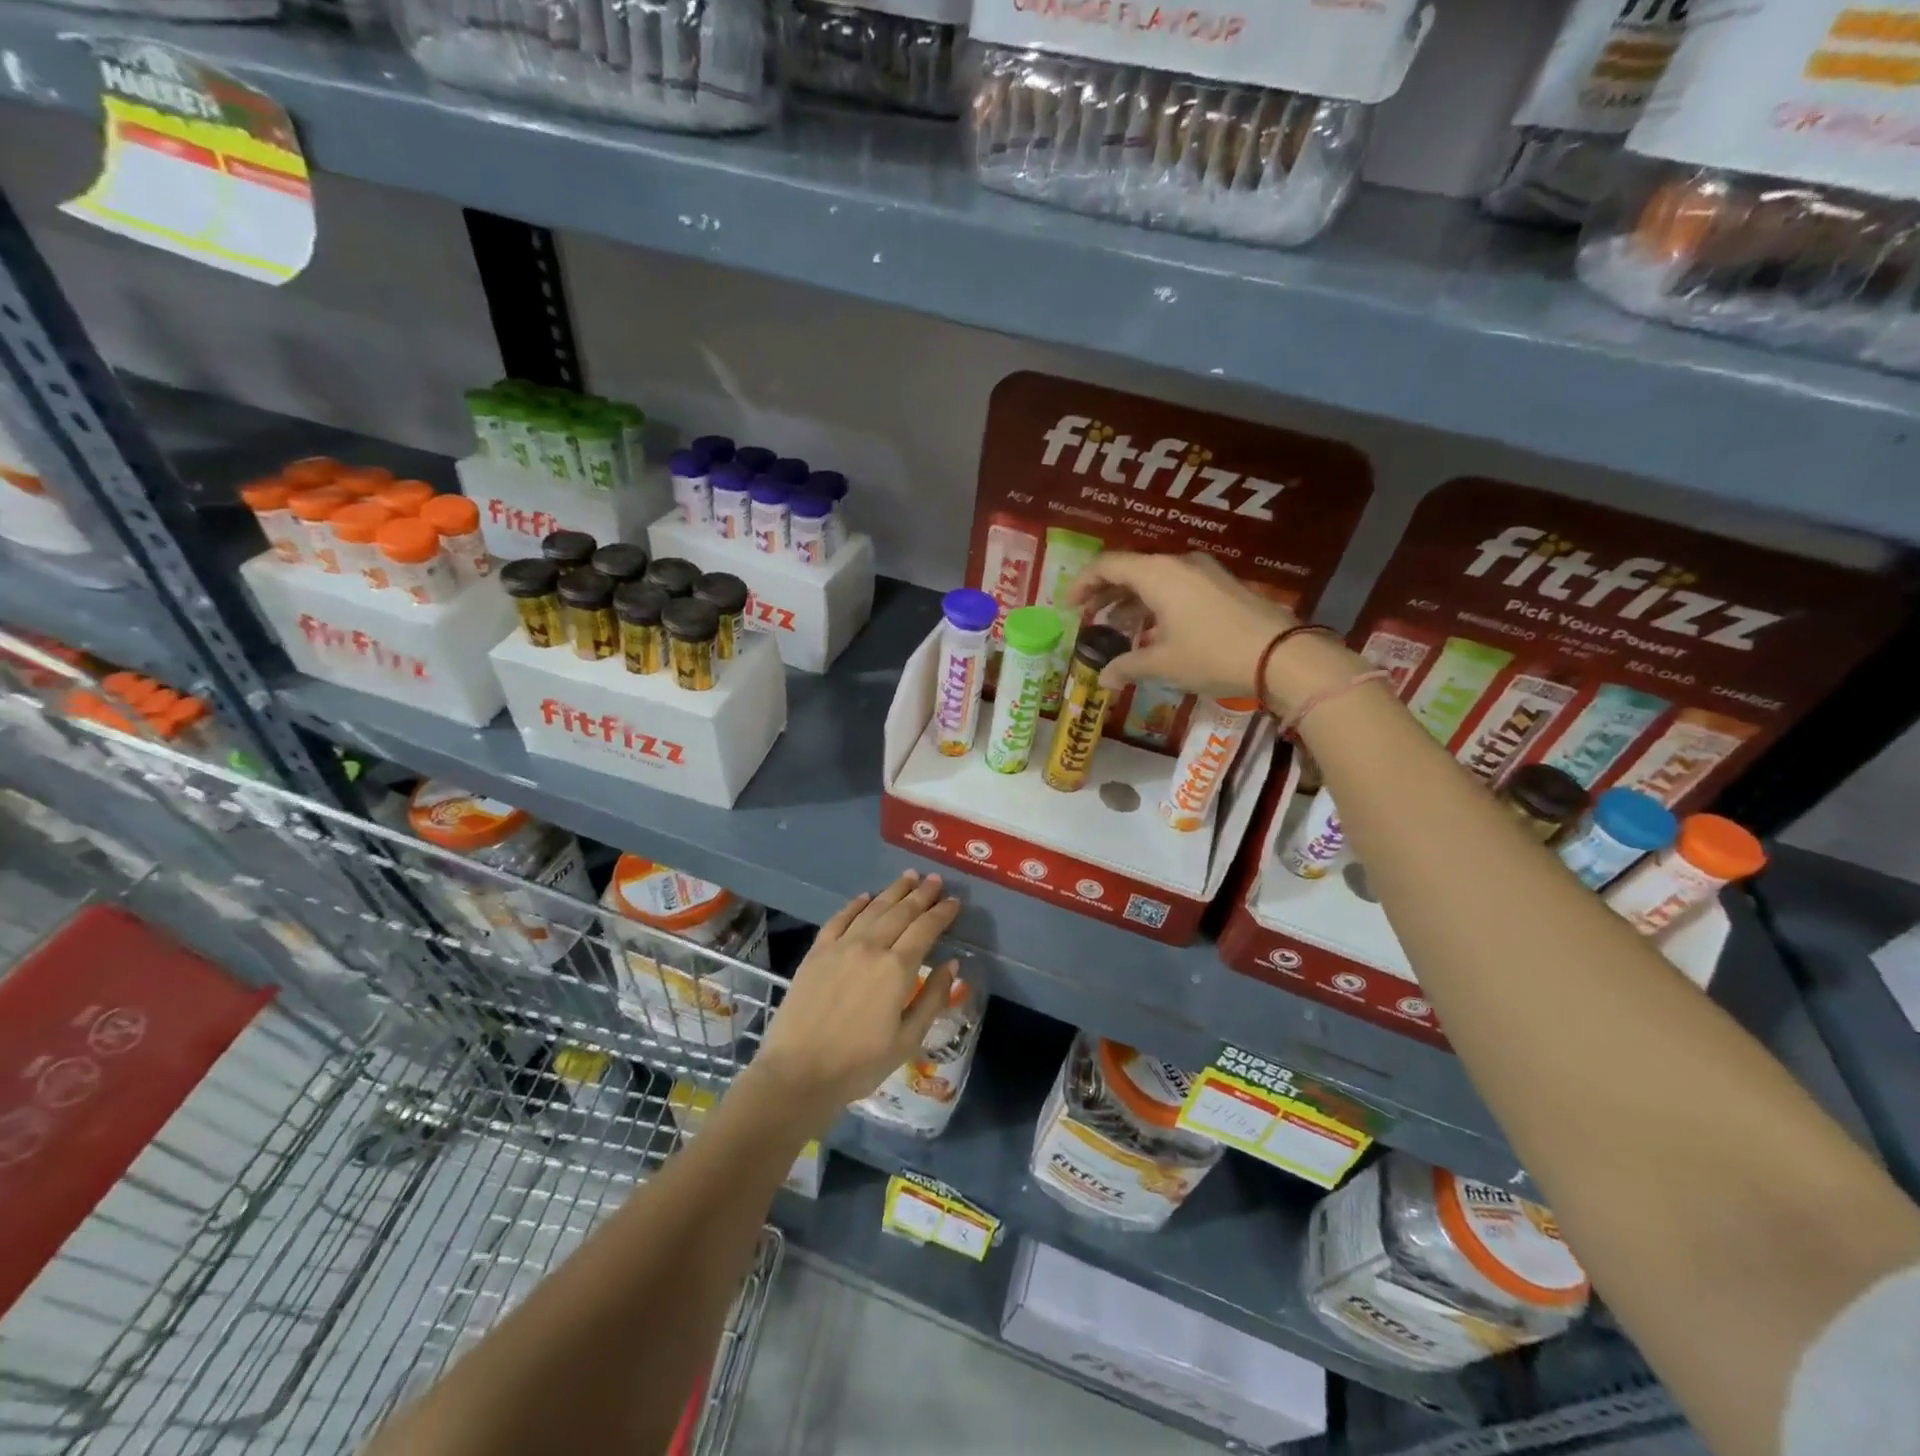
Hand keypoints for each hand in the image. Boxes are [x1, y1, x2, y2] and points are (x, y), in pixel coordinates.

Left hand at [751, 871, 961, 1120]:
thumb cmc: (858, 1064)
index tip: (954, 901)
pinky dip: (855, 904)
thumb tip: (951, 965)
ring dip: (893, 891)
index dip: (941, 913)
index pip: (925, 929)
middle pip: (901, 912)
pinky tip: (865, 897)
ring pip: (872, 909)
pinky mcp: (816, 952)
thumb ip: (932, 998)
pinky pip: (839, 918)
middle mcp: (870, 947)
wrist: (797, 1073)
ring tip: (909, 877)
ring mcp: (840, 946)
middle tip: (935, 880)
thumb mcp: (907, 1040)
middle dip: (921, 894)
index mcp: (896, 969)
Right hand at [1066, 551, 1295, 695]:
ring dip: (1132, 600)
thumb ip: (1127, 666)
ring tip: (1118, 626)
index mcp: (1157, 574)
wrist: (1281, 655)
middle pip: (1131, 569)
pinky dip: (1156, 603)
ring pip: (1156, 578)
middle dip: (1106, 592)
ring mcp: (1204, 572)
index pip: (1108, 566)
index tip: (1069, 606)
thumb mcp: (1163, 664)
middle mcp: (1178, 564)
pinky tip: (1155, 630)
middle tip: (1088, 616)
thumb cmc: (1212, 654)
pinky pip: (1177, 586)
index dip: (1083, 584)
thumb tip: (1102, 678)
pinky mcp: (1222, 586)